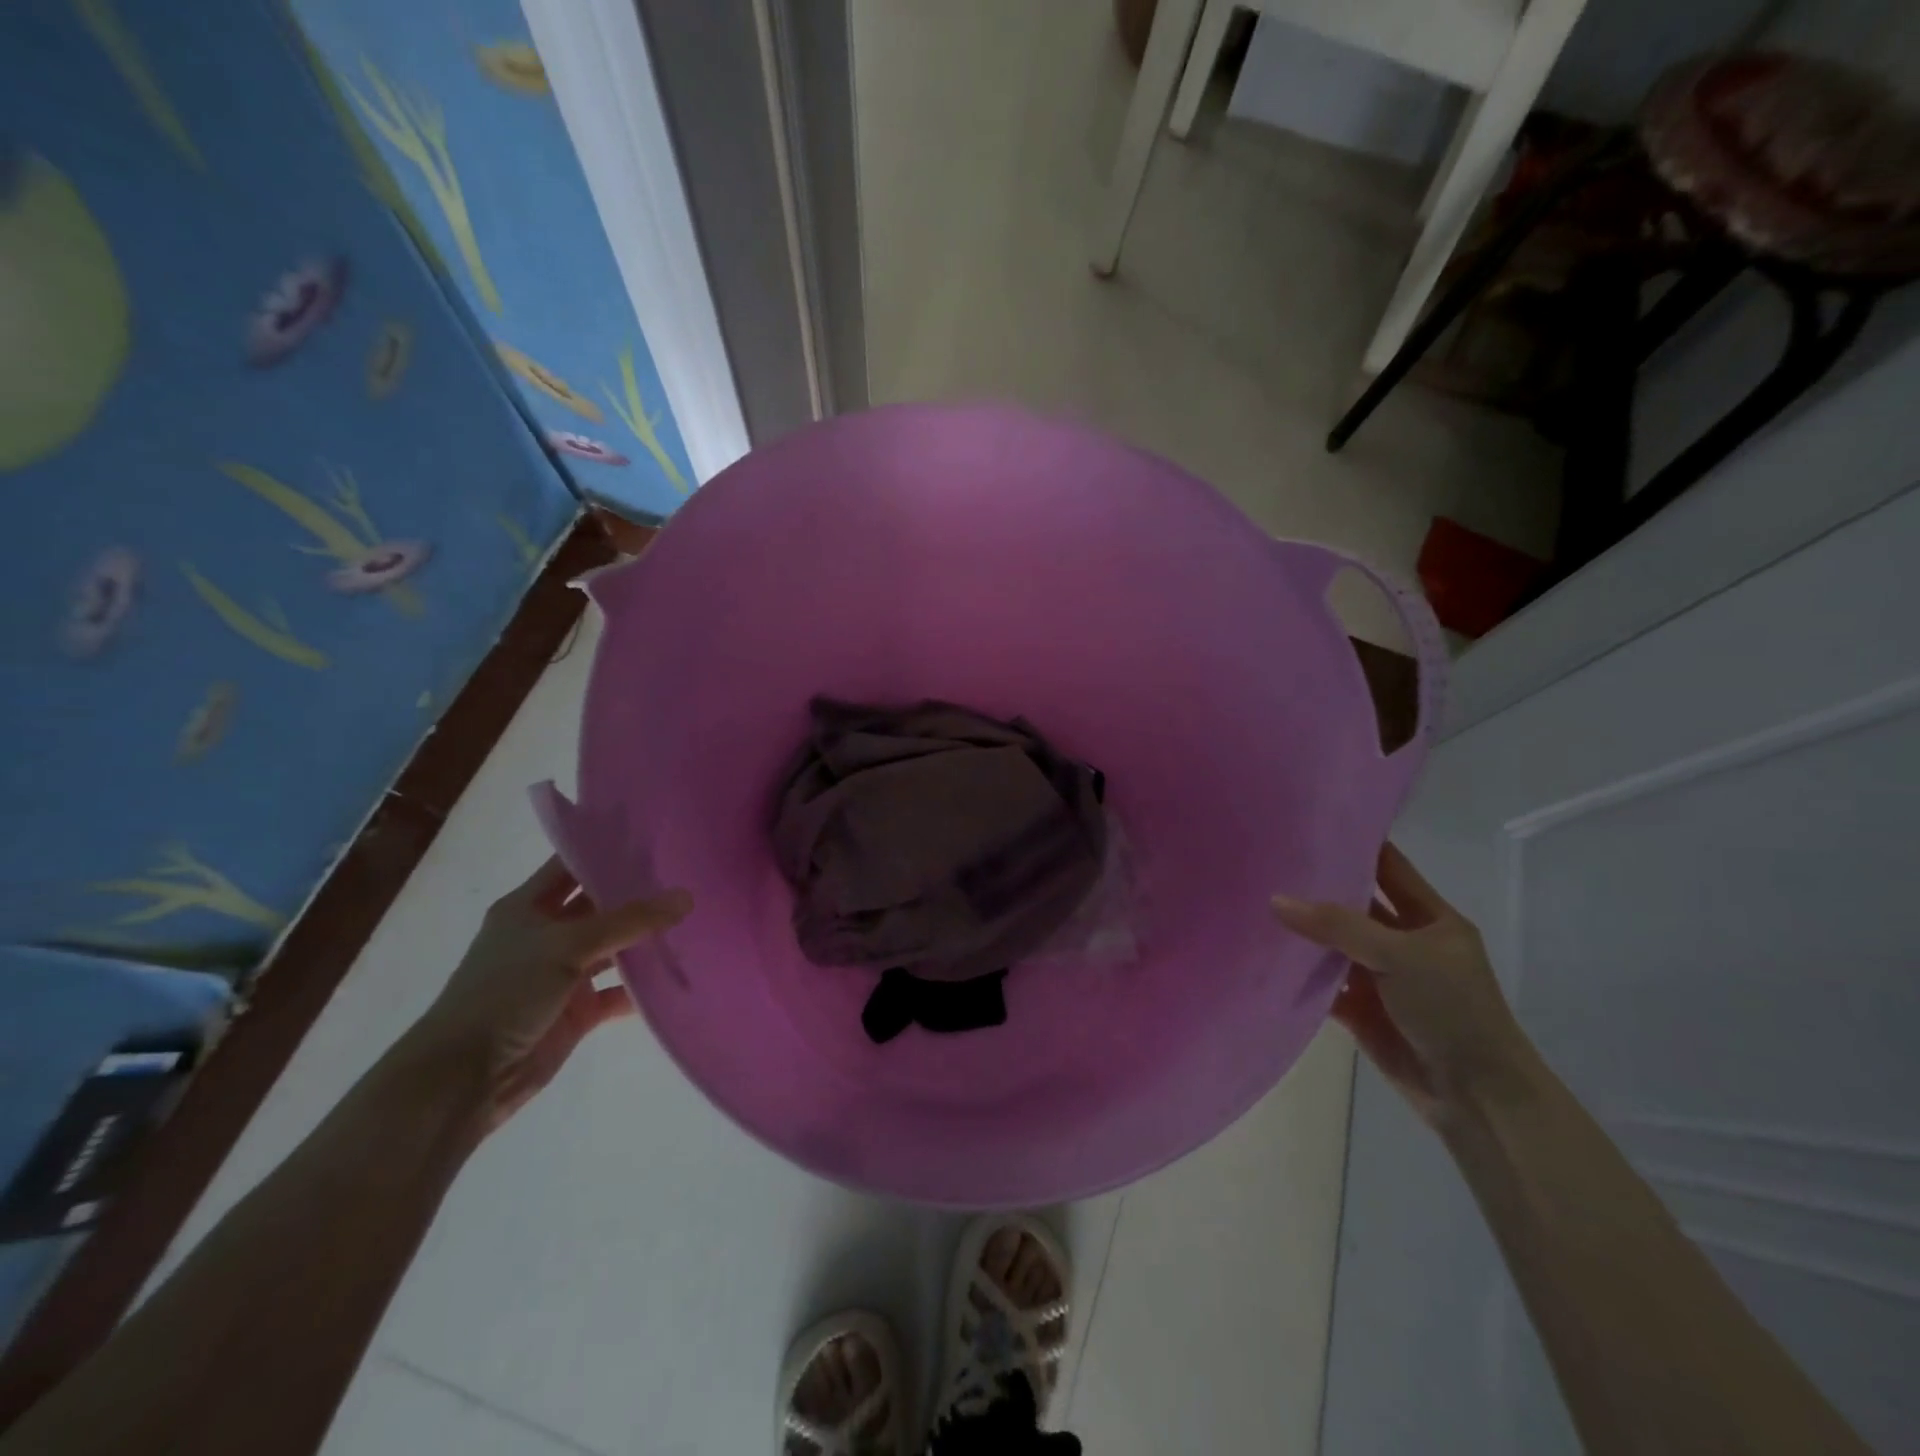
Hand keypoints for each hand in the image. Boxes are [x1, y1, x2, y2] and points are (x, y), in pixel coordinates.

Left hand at [407, 856, 691, 1132]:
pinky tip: (680, 975)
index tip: (657, 837)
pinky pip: (618, 992)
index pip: (572, 866)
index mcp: (527, 907)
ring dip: (646, 941)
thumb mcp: (567, 945)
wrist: (463, 1079)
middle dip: (639, 895)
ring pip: (614, 949)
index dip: (608, 850)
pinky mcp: (577, 1011)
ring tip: (695, 920)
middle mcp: (546, 935)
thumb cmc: (505, 993)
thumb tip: (686, 897)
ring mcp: (562, 974)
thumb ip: (629, 921)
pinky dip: (644, 988)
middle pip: (600, 906)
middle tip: (690, 876)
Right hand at [1273, 843, 1528, 1125]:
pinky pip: (1323, 983)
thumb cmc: (1451, 1009)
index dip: (1357, 843)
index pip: (1389, 866)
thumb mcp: (1400, 955)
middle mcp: (1404, 941)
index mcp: (1431, 919)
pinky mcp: (1361, 1008)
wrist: (1474, 1095)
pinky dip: (1299, 973)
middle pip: (1355, 904)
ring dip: (1303, 931)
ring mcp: (1381, 976)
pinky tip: (1264, 954)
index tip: (1310, 822)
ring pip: (1334, 943)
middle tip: (1268, 859)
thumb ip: (1338, 926)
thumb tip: (1276, 900)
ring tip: (1253, 898)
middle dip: (1318, 886)